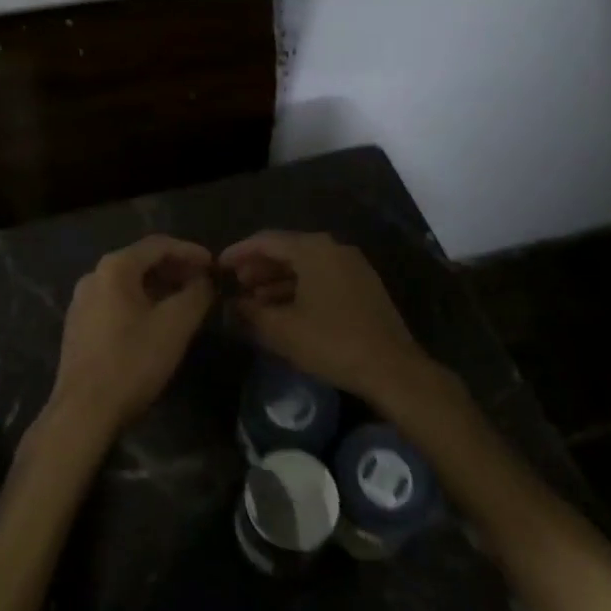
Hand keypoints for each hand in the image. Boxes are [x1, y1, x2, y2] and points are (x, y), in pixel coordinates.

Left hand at [50, 235, 215, 440]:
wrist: (83, 411)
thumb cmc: (132, 362)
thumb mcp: (176, 325)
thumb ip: (197, 294)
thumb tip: (206, 280)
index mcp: (114, 268)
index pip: (159, 245)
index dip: (190, 251)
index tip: (214, 265)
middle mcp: (93, 276)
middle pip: (141, 261)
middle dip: (175, 269)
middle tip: (203, 283)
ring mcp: (81, 301)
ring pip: (128, 282)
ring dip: (159, 287)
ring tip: (185, 301)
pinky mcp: (78, 325)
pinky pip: (116, 301)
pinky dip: (141, 302)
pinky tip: (157, 321)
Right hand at [219, 231, 439, 411]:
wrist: (392, 369)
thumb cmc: (332, 343)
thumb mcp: (282, 330)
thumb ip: (250, 312)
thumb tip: (231, 305)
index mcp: (313, 249)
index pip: (266, 241)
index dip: (238, 252)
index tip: (218, 266)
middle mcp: (333, 249)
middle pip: (286, 250)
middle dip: (257, 268)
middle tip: (235, 285)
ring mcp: (351, 267)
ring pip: (304, 266)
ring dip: (277, 281)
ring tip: (253, 301)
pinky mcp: (362, 287)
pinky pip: (321, 278)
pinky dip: (298, 289)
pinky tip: (283, 310)